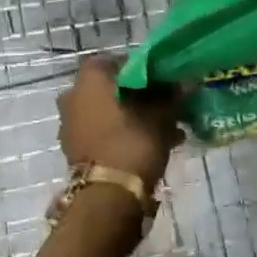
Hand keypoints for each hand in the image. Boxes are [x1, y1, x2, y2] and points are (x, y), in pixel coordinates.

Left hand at [58, 57, 180, 190]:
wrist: (107, 196)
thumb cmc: (132, 143)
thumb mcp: (160, 117)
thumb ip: (171, 96)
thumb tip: (186, 82)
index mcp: (89, 79)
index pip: (117, 61)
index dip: (142, 69)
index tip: (163, 81)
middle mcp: (73, 95)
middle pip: (111, 88)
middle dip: (138, 96)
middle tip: (165, 106)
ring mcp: (70, 124)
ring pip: (107, 112)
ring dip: (132, 117)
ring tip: (166, 130)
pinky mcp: (74, 148)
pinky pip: (102, 132)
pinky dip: (122, 134)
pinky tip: (151, 145)